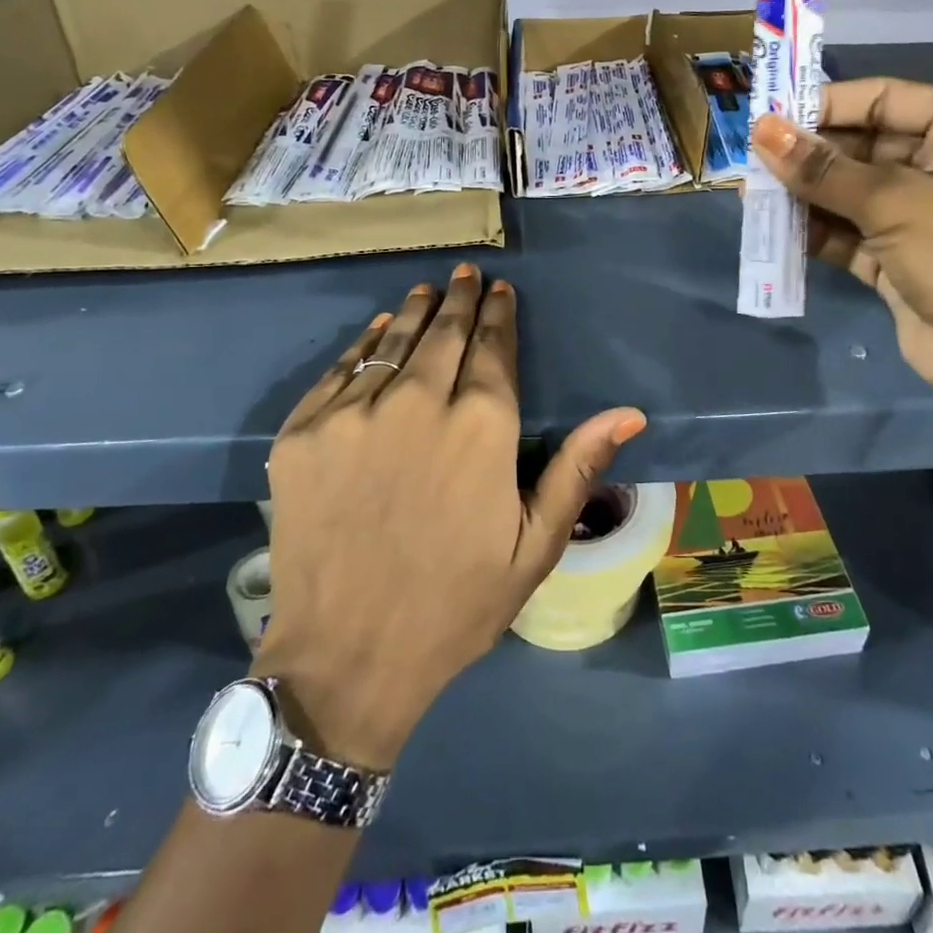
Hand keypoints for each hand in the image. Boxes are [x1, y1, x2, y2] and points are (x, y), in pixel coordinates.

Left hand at [255, 264, 646, 769]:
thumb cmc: (455, 605)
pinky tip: (378, 329)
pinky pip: (340, 370)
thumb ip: (577, 468)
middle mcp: (418, 402)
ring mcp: (353, 414)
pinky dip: (364, 343)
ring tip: (429, 289)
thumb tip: (629, 412)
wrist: (344, 659)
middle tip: (467, 273)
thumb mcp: (534, 546)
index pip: (493, 349)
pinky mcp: (304, 432)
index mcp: (481, 427)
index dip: (499, 315)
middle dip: (461, 300)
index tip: (501, 291)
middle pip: (444, 334)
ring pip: (392, 342)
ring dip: (416, 312)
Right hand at [750, 80, 932, 469]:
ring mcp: (922, 216)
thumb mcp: (897, 202)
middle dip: (807, 155)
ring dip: (805, 196)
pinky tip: (775, 231)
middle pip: (861, 147)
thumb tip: (761, 130)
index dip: (822, 105)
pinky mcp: (900, 261)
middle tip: (749, 161)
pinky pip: (849, 235)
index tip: (765, 116)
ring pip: (849, 194)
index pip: (882, 99)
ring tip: (751, 195)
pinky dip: (815, 233)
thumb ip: (823, 169)